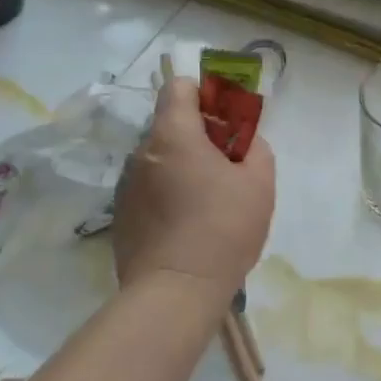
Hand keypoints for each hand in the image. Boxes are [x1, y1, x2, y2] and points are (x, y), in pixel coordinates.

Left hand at [111, 76, 274, 310]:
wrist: (174, 294)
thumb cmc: (222, 229)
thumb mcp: (260, 183)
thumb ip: (256, 148)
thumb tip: (245, 144)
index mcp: (173, 135)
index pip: (178, 87)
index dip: (204, 94)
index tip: (226, 119)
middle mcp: (142, 152)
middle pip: (170, 125)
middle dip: (199, 135)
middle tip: (227, 165)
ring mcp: (126, 186)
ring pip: (159, 159)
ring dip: (181, 166)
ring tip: (207, 201)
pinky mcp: (120, 217)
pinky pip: (148, 189)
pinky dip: (167, 194)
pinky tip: (187, 225)